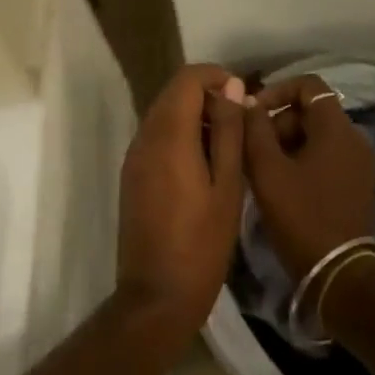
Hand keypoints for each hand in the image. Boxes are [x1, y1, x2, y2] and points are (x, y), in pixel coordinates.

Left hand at [115, 64, 246, 341]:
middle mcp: (145, 136)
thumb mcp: (228, 184)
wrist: (156, 298)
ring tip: (227, 144)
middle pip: (174, 92)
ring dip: (194, 115)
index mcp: (168, 134)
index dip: (216, 76)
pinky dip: (180, 134)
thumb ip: (229, 130)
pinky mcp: (132, 175)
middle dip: (207, 95)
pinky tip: (204, 164)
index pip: (188, 78)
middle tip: (239, 122)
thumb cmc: (201, 243)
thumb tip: (231, 86)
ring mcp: (134, 156)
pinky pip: (157, 136)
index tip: (242, 97)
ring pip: (164, 113)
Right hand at [243, 76, 374, 280]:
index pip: (308, 85)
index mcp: (337, 127)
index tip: (253, 112)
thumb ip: (254, 129)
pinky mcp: (359, 186)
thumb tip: (247, 101)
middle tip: (253, 150)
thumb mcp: (268, 171)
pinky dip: (304, 161)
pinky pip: (327, 158)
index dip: (277, 90)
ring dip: (288, 145)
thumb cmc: (302, 217)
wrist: (341, 278)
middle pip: (311, 112)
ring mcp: (360, 164)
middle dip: (279, 123)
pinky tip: (283, 187)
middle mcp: (355, 138)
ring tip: (263, 172)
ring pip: (317, 137)